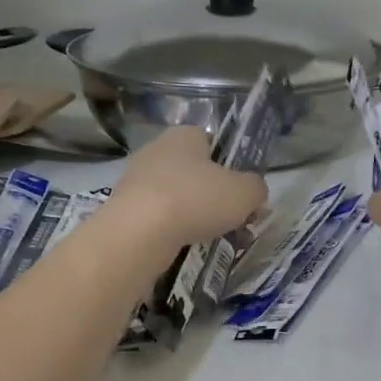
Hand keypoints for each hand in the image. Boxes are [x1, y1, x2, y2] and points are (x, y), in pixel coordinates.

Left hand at [109, 127, 267, 250]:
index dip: (232, 166)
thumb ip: (256, 188)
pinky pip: (158, 215)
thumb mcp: (245, 193)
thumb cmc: (196, 199)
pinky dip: (173, 228)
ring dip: (194, 214)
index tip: (242, 192)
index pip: (214, 143)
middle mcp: (157, 149)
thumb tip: (253, 192)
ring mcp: (136, 178)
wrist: (139, 232)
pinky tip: (184, 245)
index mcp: (185, 135)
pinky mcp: (123, 206)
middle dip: (213, 194)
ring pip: (177, 195)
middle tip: (231, 219)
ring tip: (211, 237)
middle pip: (195, 171)